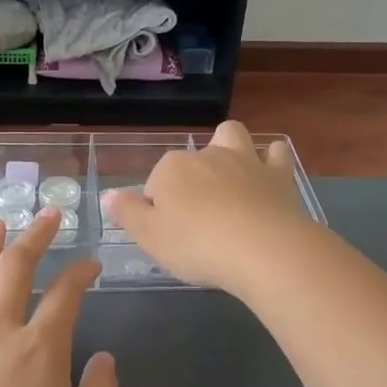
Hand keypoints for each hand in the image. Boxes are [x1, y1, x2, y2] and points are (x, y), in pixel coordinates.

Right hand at [103, 120, 316, 295]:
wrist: (262, 249)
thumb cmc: (197, 245)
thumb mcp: (150, 237)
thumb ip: (127, 213)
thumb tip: (108, 194)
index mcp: (172, 168)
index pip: (155, 184)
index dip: (157, 209)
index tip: (166, 235)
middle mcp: (206, 155)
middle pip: (190, 162)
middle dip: (189, 180)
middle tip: (195, 217)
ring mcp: (244, 161)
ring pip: (231, 136)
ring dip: (227, 147)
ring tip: (227, 177)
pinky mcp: (277, 175)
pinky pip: (275, 153)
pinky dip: (271, 158)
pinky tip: (269, 171)